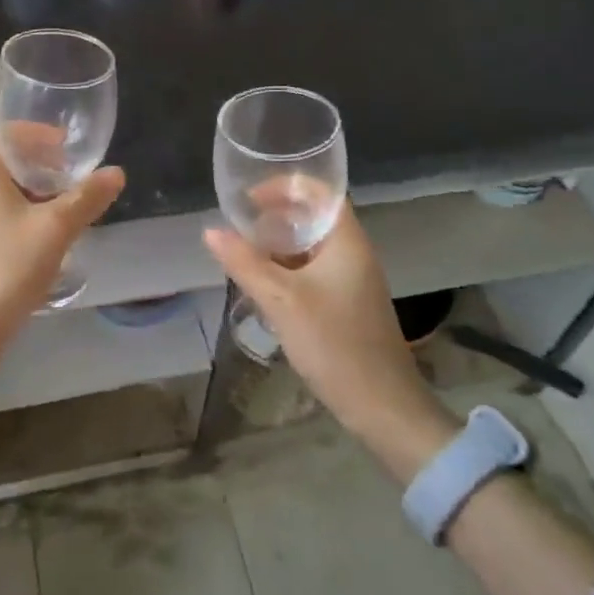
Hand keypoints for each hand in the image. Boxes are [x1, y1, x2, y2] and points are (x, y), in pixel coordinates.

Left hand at [0, 131, 124, 345]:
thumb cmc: (7, 268)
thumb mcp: (56, 229)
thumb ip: (87, 197)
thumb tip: (116, 173)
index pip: (4, 132)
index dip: (37, 133)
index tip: (67, 146)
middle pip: (2, 159)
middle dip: (38, 163)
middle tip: (71, 176)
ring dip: (29, 190)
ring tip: (62, 206)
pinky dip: (16, 211)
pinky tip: (40, 236)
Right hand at [204, 204, 452, 456]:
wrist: (383, 407)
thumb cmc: (334, 343)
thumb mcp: (280, 300)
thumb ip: (244, 262)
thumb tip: (210, 231)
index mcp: (346, 241)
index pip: (320, 191)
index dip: (284, 186)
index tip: (250, 199)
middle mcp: (353, 253)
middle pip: (313, 217)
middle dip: (275, 217)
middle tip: (240, 227)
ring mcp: (353, 280)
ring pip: (310, 247)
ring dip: (278, 246)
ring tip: (244, 254)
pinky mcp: (347, 304)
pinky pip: (313, 272)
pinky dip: (287, 270)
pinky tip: (263, 286)